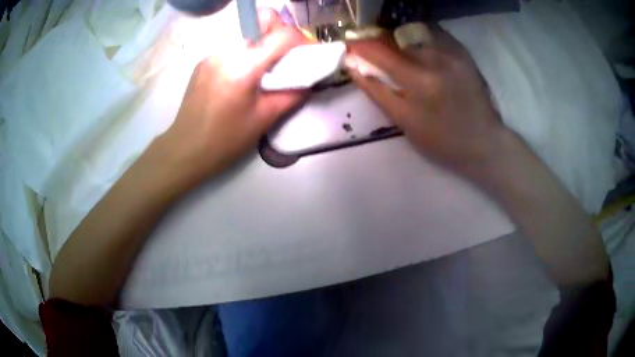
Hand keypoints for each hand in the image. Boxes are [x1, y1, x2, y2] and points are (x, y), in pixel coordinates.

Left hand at [164, 9, 308, 180]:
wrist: (185, 149)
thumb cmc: (225, 140)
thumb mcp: (264, 119)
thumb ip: (292, 95)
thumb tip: (308, 80)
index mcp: (243, 66)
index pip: (281, 35)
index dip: (300, 41)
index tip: (305, 56)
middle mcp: (226, 51)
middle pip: (264, 27)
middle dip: (281, 40)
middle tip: (287, 63)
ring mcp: (212, 54)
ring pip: (249, 37)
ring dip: (263, 49)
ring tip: (263, 74)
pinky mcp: (204, 61)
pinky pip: (233, 48)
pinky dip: (246, 56)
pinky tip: (242, 78)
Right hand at [348, 26, 504, 173]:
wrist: (484, 141)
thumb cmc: (442, 140)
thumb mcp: (405, 121)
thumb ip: (377, 91)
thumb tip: (352, 67)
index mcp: (419, 80)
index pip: (380, 51)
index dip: (361, 46)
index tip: (350, 46)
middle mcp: (436, 58)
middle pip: (396, 35)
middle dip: (379, 39)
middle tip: (373, 49)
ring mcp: (452, 52)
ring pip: (415, 32)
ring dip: (399, 38)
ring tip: (396, 50)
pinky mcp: (463, 52)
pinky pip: (434, 34)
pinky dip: (419, 38)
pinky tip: (418, 49)